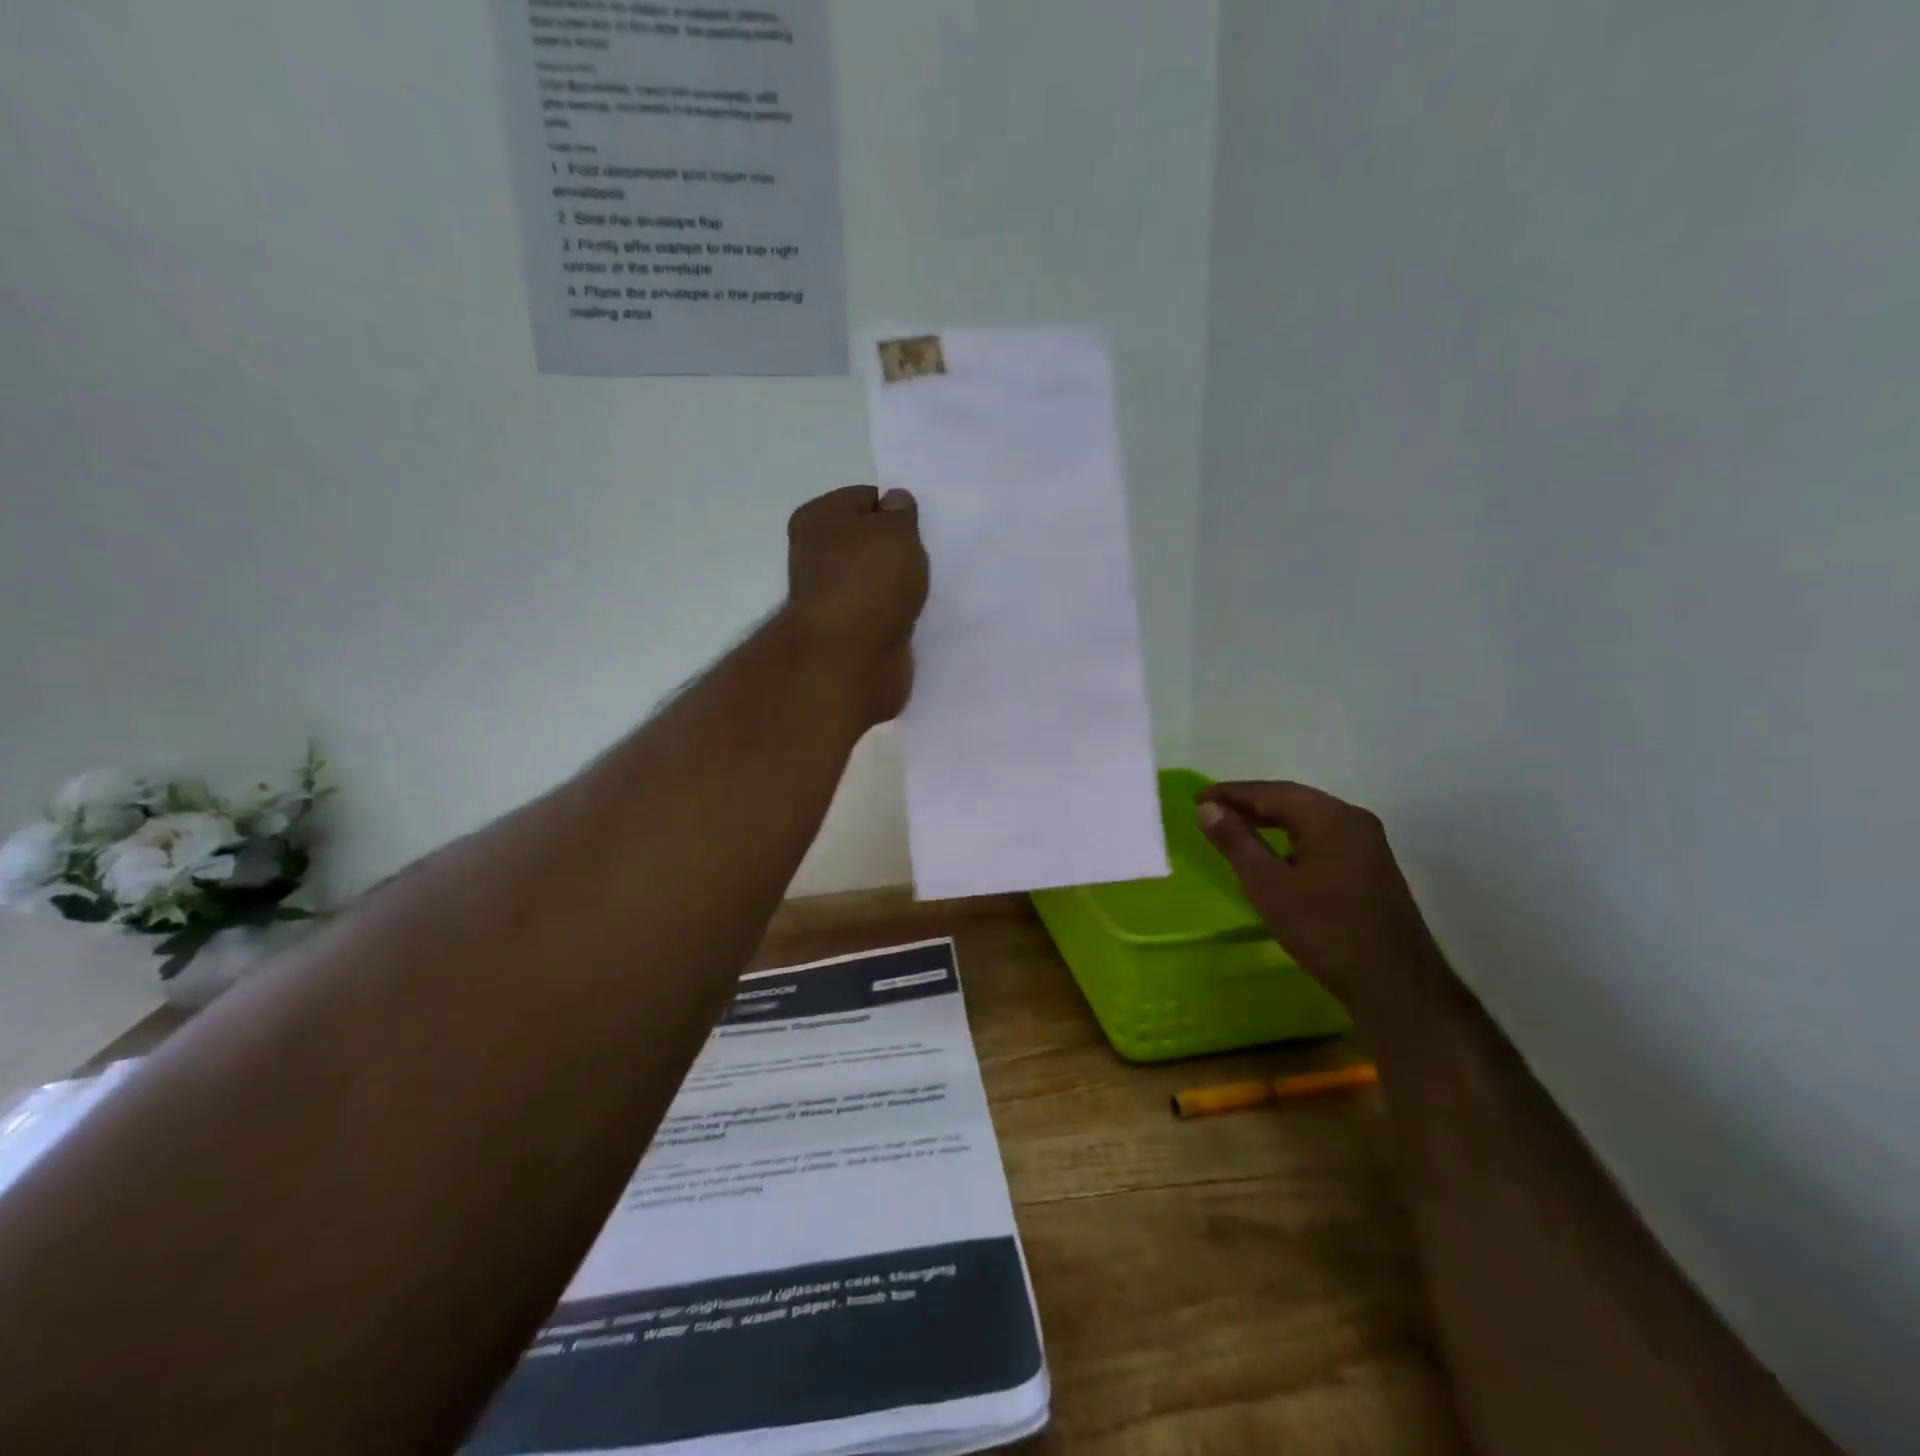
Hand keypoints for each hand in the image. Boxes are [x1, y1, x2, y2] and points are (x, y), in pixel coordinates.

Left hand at [784, 485, 929, 724]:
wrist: (850, 658)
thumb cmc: (870, 580)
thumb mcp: (896, 531)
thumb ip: (901, 513)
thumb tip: (894, 503)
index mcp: (819, 519)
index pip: (864, 499)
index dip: (896, 510)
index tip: (920, 529)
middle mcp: (817, 556)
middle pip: (868, 542)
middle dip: (899, 551)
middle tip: (926, 559)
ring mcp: (832, 598)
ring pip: (876, 581)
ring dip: (900, 587)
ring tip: (925, 590)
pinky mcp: (849, 634)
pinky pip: (880, 614)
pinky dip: (897, 616)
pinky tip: (917, 618)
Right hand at [1196, 781, 1444, 1013]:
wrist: (1396, 986)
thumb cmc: (1326, 932)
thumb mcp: (1269, 886)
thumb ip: (1236, 842)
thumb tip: (1208, 808)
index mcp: (1330, 818)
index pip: (1271, 792)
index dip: (1231, 794)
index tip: (1197, 799)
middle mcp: (1353, 820)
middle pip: (1293, 801)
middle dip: (1250, 803)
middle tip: (1210, 810)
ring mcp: (1367, 844)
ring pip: (1309, 820)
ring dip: (1270, 820)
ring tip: (1234, 827)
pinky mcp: (1371, 868)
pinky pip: (1323, 838)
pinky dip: (1291, 838)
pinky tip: (1274, 854)